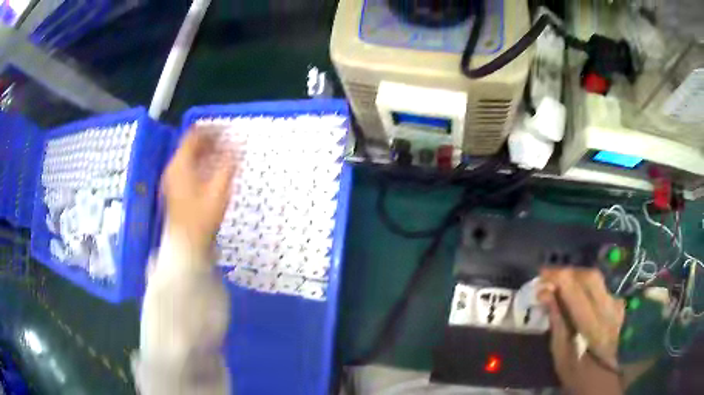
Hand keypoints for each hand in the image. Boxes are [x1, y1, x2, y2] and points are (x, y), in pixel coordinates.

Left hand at [161, 127, 234, 257]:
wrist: (186, 245)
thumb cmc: (202, 218)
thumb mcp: (219, 190)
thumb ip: (228, 164)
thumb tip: (238, 146)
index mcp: (180, 164)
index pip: (194, 135)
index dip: (212, 130)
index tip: (229, 130)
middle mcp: (173, 168)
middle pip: (191, 145)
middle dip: (211, 140)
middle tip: (229, 141)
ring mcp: (173, 179)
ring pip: (190, 156)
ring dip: (207, 152)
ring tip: (225, 153)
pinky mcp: (175, 189)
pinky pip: (188, 167)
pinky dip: (201, 163)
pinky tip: (214, 169)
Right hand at [539, 268, 625, 394]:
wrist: (600, 377)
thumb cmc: (575, 369)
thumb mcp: (560, 350)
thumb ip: (556, 319)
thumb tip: (544, 292)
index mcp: (592, 326)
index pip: (576, 290)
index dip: (559, 277)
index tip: (541, 274)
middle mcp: (608, 310)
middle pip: (590, 277)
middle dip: (569, 272)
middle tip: (551, 276)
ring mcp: (615, 306)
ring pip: (597, 279)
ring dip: (578, 277)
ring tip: (562, 283)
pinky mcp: (618, 305)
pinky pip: (602, 287)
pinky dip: (588, 286)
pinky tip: (580, 294)